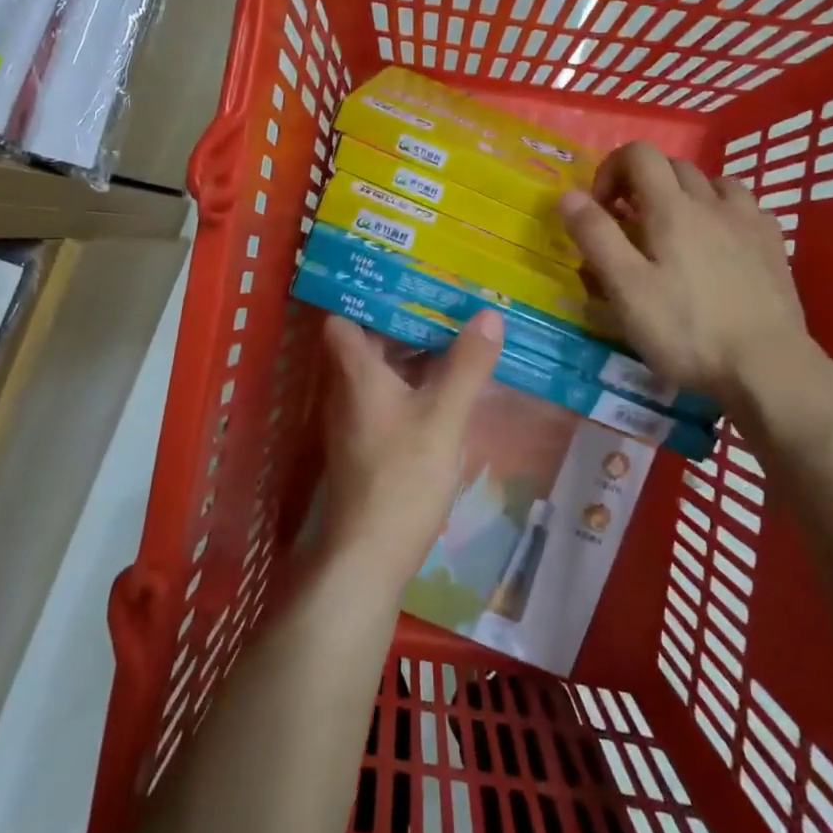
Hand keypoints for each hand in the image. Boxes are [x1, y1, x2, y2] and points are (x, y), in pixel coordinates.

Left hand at [317, 312, 502, 589]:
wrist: (368, 557)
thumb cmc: (401, 477)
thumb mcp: (443, 417)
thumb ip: (467, 366)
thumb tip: (489, 314)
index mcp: (356, 372)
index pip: (343, 317)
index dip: (367, 294)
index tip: (403, 275)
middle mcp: (347, 389)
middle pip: (369, 341)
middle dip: (405, 319)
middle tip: (445, 298)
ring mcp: (356, 419)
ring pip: (382, 371)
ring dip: (414, 353)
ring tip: (456, 334)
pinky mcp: (368, 445)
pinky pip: (391, 397)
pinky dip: (415, 384)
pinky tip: (449, 387)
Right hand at [560, 142, 818, 404]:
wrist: (768, 367)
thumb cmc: (686, 331)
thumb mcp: (626, 289)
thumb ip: (596, 236)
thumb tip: (569, 195)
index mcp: (672, 208)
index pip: (639, 154)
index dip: (611, 169)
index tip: (601, 209)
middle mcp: (712, 202)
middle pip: (673, 166)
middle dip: (643, 183)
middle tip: (629, 226)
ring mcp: (749, 221)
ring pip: (712, 182)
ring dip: (685, 194)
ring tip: (674, 232)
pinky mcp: (774, 245)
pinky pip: (745, 207)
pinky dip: (722, 211)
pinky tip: (719, 243)